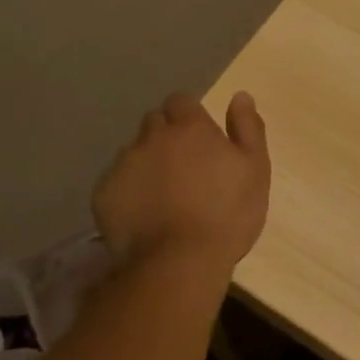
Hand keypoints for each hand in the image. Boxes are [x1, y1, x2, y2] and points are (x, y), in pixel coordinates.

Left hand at [92, 91, 269, 268]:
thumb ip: (248, 128)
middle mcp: (152, 137)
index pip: (181, 101)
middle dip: (166, 136)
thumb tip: (240, 96)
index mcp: (190, 128)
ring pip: (133, 152)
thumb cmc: (227, 214)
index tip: (199, 138)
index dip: (189, 116)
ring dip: (146, 162)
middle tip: (183, 166)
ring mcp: (124, 165)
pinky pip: (115, 182)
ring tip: (161, 194)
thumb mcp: (255, 169)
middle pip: (155, 122)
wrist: (180, 263)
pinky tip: (142, 214)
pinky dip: (128, 191)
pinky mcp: (104, 194)